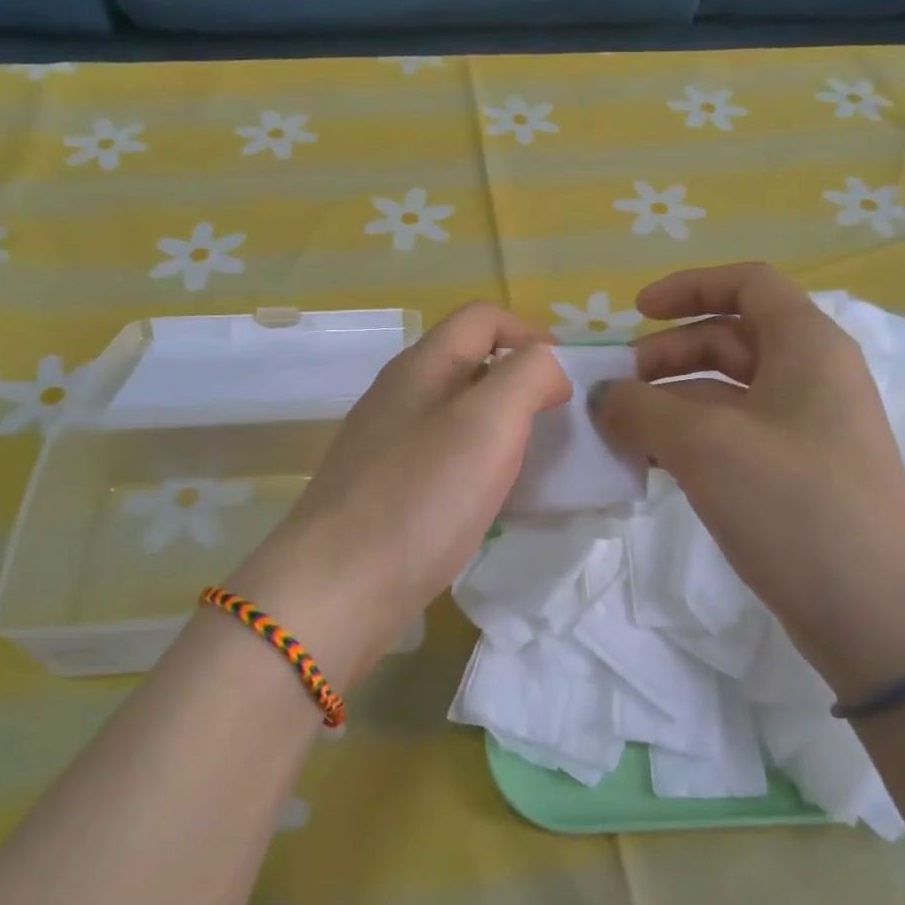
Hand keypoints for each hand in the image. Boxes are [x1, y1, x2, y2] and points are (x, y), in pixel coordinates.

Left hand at [233, 303, 570, 687]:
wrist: (339, 587)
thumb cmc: (422, 497)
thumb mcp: (489, 422)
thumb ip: (528, 376)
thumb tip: (547, 370)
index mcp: (422, 366)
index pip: (483, 317)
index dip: (532, 335)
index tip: (566, 384)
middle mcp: (399, 395)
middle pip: (470, 365)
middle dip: (520, 386)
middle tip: (554, 430)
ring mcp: (386, 444)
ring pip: (456, 416)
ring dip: (501, 431)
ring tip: (530, 469)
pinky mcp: (384, 490)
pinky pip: (442, 460)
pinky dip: (476, 468)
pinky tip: (488, 504)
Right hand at [591, 263, 904, 699]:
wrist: (875, 611)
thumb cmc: (793, 505)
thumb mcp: (704, 445)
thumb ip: (641, 409)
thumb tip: (604, 397)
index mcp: (807, 346)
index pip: (747, 284)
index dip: (688, 287)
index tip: (634, 313)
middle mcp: (812, 377)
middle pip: (730, 339)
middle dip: (667, 355)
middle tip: (617, 390)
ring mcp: (807, 429)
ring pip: (727, 394)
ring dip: (672, 403)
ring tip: (622, 433)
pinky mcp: (797, 475)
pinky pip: (735, 437)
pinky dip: (691, 440)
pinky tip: (654, 465)